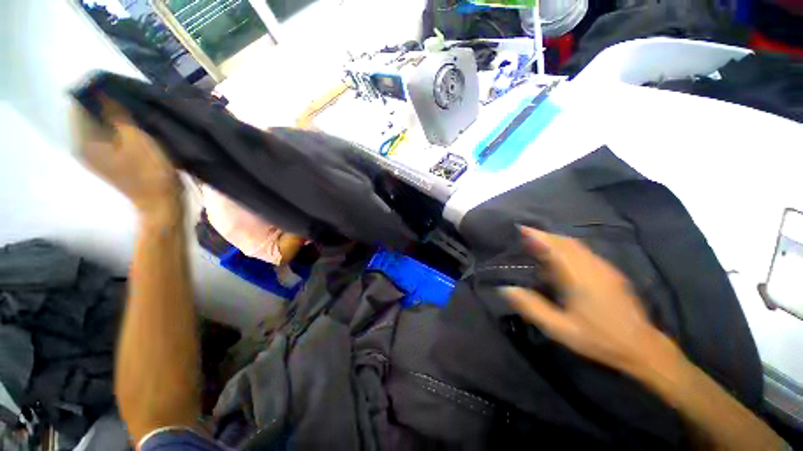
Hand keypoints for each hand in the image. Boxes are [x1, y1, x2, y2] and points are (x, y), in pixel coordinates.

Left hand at [71, 98, 181, 219]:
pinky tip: (132, 127)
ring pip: (96, 124)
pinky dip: (115, 127)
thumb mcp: (135, 138)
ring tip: (133, 112)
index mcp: (83, 140)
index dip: (94, 91)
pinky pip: (104, 135)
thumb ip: (116, 113)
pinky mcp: (107, 160)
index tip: (116, 86)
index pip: (77, 104)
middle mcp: (82, 145)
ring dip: (111, 115)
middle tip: (128, 99)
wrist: (161, 202)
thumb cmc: (150, 171)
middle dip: (103, 103)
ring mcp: (94, 155)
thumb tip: (103, 90)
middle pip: (86, 114)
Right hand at [502, 227, 679, 374]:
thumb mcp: (560, 329)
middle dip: (543, 235)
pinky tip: (561, 260)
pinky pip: (585, 252)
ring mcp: (604, 268)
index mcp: (578, 276)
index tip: (520, 229)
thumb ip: (532, 307)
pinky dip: (568, 248)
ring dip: (555, 241)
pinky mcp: (611, 273)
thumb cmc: (598, 338)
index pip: (554, 247)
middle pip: (565, 242)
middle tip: (525, 235)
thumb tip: (506, 289)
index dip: (536, 236)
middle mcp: (592, 266)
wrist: (642, 347)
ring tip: (538, 244)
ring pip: (576, 245)